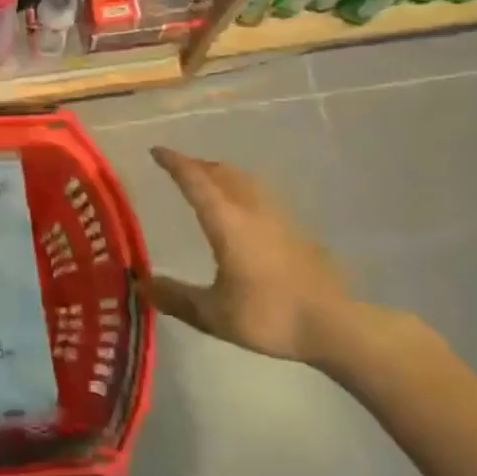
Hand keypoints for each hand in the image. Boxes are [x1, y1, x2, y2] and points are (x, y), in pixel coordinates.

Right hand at [143, 147, 353, 364]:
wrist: (334, 324)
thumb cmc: (269, 315)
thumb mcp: (214, 315)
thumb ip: (177, 297)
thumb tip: (142, 285)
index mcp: (226, 222)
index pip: (194, 181)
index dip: (174, 163)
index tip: (156, 151)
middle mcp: (250, 209)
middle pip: (220, 172)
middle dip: (196, 165)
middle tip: (178, 167)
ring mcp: (277, 216)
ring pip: (244, 179)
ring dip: (221, 173)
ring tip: (209, 179)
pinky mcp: (296, 228)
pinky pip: (260, 193)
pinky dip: (241, 187)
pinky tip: (244, 207)